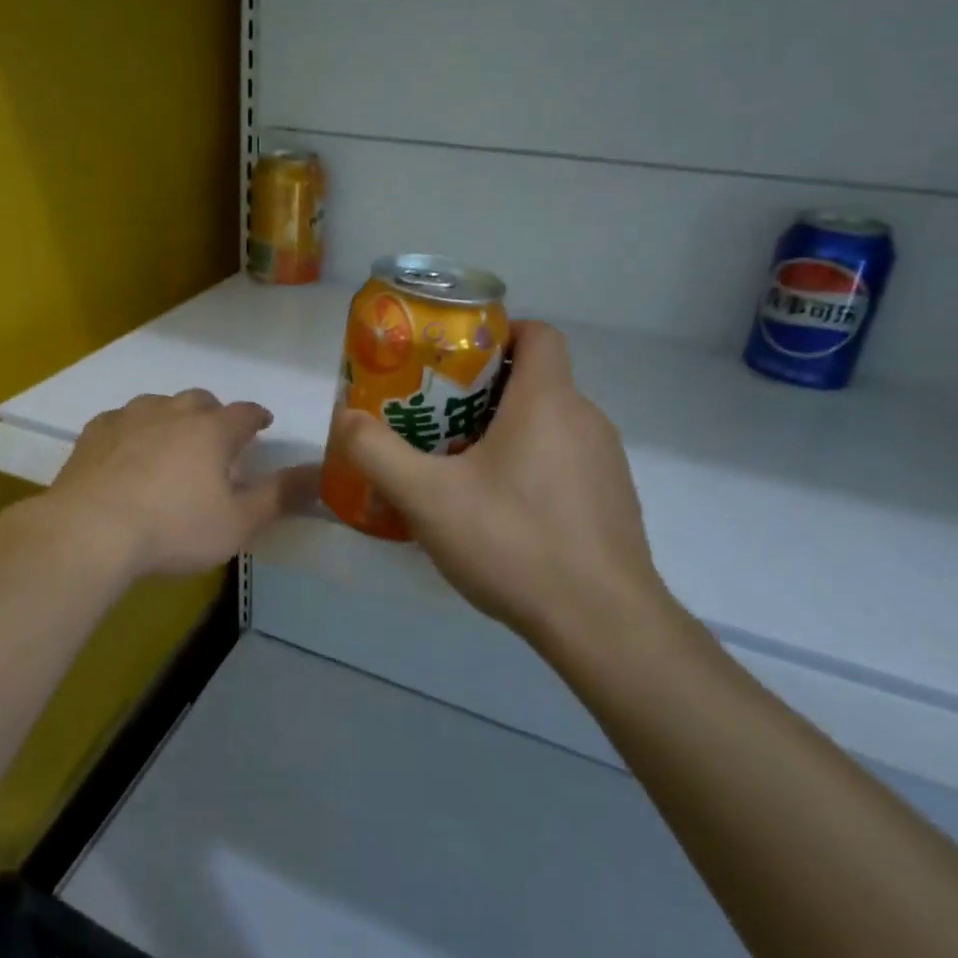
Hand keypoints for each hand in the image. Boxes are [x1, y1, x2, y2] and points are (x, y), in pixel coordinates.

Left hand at [46, 389, 320, 581]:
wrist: (91, 530)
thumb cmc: (174, 528)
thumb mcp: (237, 522)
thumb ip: (279, 496)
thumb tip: (318, 474)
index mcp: (211, 431)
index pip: (244, 413)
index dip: (257, 416)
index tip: (263, 422)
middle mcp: (172, 413)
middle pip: (200, 400)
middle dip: (214, 413)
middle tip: (216, 435)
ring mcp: (129, 418)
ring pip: (159, 403)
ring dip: (171, 416)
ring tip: (172, 439)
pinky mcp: (95, 433)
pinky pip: (121, 419)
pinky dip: (132, 429)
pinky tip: (126, 449)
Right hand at [329, 321, 675, 644]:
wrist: (603, 625)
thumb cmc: (514, 542)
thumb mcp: (427, 497)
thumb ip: (377, 453)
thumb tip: (345, 417)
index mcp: (548, 401)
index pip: (537, 332)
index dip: (496, 331)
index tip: (453, 358)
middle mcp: (586, 419)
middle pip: (534, 380)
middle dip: (482, 390)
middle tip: (435, 417)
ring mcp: (606, 463)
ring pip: (548, 424)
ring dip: (505, 432)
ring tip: (458, 467)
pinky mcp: (612, 501)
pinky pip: (565, 462)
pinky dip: (531, 467)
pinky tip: (500, 513)